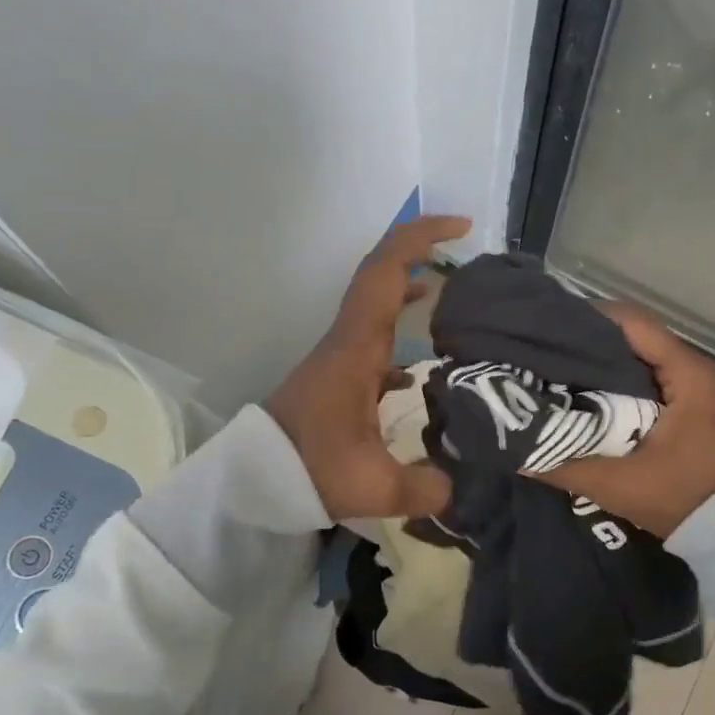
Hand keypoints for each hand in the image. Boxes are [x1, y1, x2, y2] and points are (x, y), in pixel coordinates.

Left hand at [267, 215, 468, 520]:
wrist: (252, 481)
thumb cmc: (308, 470)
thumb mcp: (374, 486)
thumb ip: (427, 486)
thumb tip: (460, 487)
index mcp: (358, 347)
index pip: (386, 272)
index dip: (420, 239)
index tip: (460, 227)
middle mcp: (349, 340)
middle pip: (381, 274)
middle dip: (420, 250)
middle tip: (463, 247)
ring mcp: (341, 356)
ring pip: (377, 304)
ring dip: (409, 287)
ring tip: (451, 293)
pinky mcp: (338, 378)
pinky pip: (375, 337)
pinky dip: (400, 330)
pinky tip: (422, 366)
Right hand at [534, 302, 714, 537]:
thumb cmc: (682, 498)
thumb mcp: (617, 484)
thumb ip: (563, 463)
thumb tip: (513, 448)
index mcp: (686, 372)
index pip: (631, 322)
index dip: (587, 320)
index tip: (546, 328)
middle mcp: (693, 368)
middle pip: (632, 335)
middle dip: (587, 340)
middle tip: (542, 350)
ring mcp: (694, 385)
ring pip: (639, 355)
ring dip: (601, 360)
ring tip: (555, 368)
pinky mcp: (690, 403)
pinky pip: (647, 376)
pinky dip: (617, 379)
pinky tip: (586, 393)